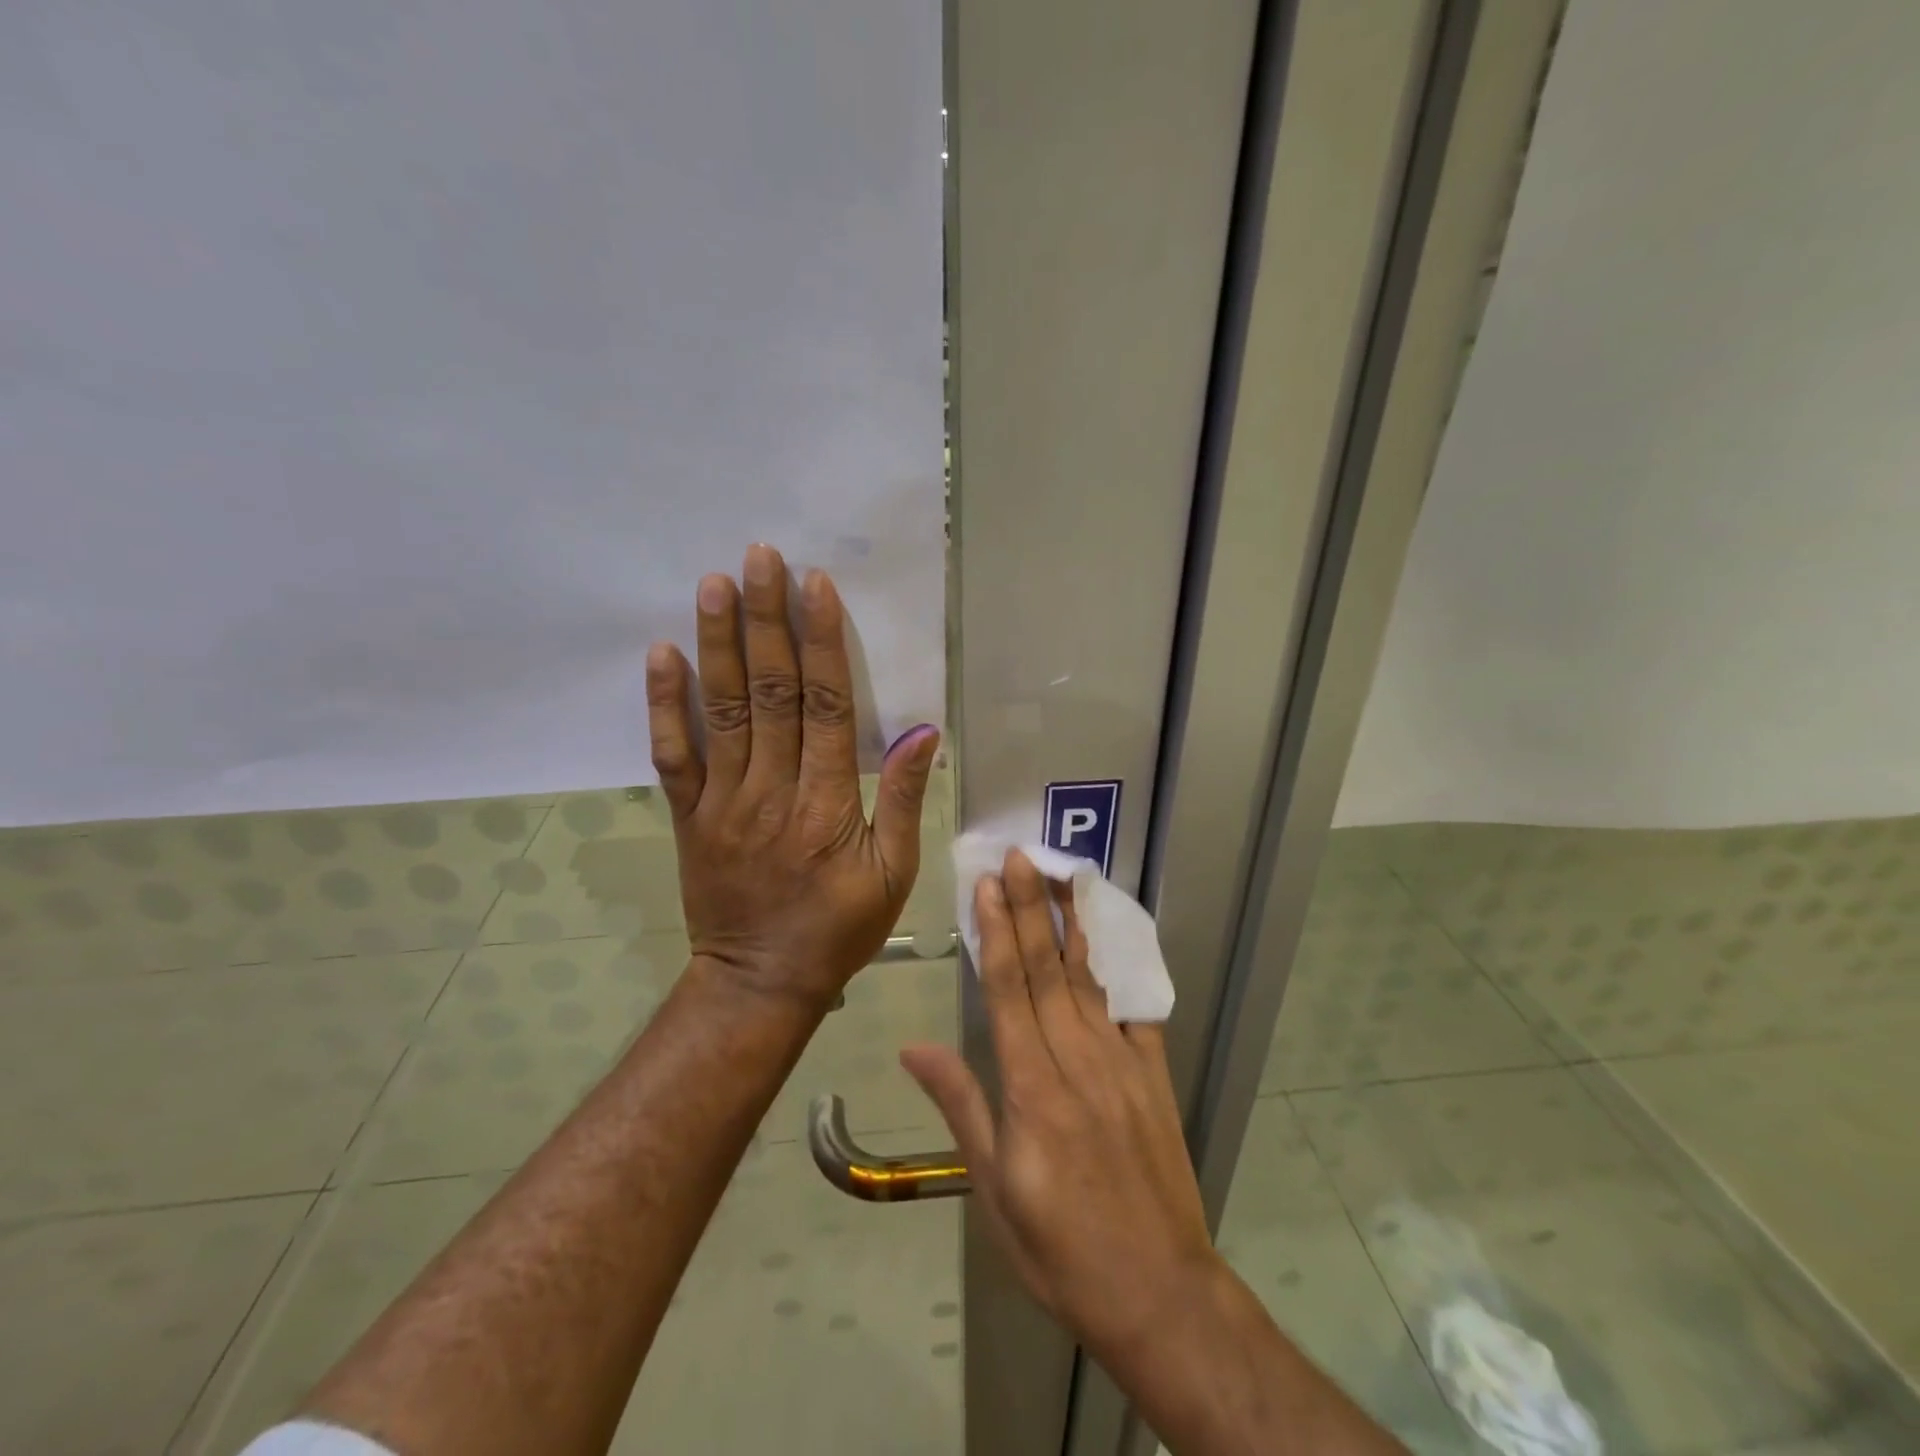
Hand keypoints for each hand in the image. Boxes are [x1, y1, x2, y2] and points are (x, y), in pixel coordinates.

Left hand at [645, 544, 939, 1009]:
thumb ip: (903, 800)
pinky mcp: (689, 816)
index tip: (815, 586)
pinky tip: (661, 654)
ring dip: (717, 643)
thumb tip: (922, 732)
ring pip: (721, 710)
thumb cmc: (838, 929)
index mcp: (827, 803)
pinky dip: (665, 704)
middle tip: (760, 558)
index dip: (821, 642)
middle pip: (770, 692)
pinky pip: (673, 755)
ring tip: (713, 584)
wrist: (760, 981)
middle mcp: (772, 790)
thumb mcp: (894, 874)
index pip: (825, 706)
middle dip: (767, 620)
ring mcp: (722, 801)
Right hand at [899, 850, 1222, 1366]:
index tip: (988, 885)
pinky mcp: (1153, 1074)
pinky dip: (1119, 967)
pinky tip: (1110, 935)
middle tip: (1021, 857)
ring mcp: (1121, 1063)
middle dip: (1030, 908)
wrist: (1159, 1291)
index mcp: (1030, 1088)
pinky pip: (1134, 1010)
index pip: (1008, 991)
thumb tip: (914, 1047)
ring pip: (1088, 979)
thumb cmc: (1059, 1247)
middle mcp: (1076, 1060)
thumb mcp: (993, 1189)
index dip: (996, 933)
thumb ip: (960, 1106)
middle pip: (1046, 970)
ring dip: (1070, 923)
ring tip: (1062, 875)